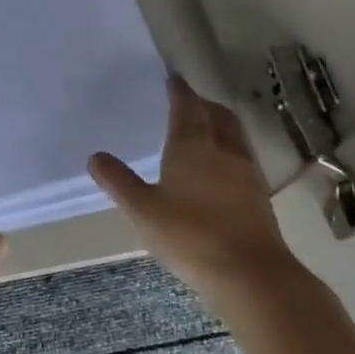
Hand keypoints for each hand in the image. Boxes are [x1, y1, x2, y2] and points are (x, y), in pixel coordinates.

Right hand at [88, 75, 297, 292]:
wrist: (251, 275)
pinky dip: (228, 152)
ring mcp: (246, 174)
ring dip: (220, 126)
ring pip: (234, 137)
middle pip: (218, 116)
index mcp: (193, 146)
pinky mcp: (258, 198)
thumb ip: (119, 182)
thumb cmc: (190, 235)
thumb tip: (95, 157)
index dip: (179, 90)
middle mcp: (224, 151)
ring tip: (204, 132)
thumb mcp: (142, 210)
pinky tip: (218, 172)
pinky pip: (242, 160)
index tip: (172, 78)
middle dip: (204, 104)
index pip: (187, 106)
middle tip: (188, 103)